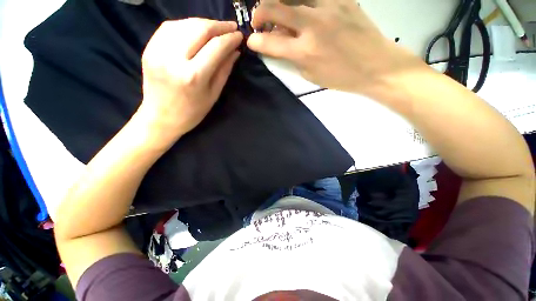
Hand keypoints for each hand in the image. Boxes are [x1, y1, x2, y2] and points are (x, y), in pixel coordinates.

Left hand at [138, 18, 242, 145]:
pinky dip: (186, 25)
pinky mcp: (148, 48)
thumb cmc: (192, 112)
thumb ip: (224, 70)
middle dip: (218, 25)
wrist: (160, 117)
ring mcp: (157, 51)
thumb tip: (235, 51)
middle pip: (199, 29)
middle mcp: (174, 59)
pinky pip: (170, 27)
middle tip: (231, 27)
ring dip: (203, 23)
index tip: (239, 36)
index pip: (215, 47)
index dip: (230, 38)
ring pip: (184, 24)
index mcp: (193, 76)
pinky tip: (195, 30)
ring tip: (215, 29)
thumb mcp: (213, 94)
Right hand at [247, 0, 427, 94]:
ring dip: (279, 2)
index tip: (252, 41)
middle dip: (259, 12)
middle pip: (274, 7)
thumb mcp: (311, 75)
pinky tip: (303, 8)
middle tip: (259, 21)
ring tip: (279, 11)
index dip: (256, 41)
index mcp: (304, 52)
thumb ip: (293, 58)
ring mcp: (328, 7)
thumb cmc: (341, 77)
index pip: (270, 42)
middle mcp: (312, 25)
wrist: (376, 65)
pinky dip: (302, 1)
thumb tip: (280, 44)